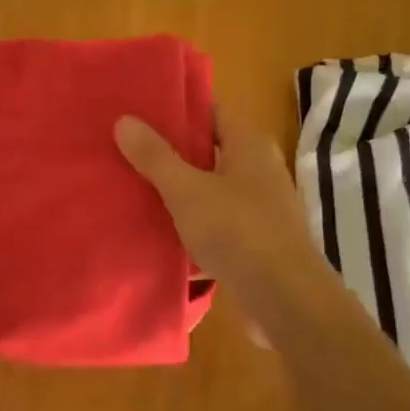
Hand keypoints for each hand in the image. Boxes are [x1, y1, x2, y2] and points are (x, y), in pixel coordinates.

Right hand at [114, 106, 332, 310]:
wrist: (286, 301)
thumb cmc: (238, 232)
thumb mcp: (187, 191)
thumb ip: (155, 157)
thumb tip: (124, 120)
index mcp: (249, 145)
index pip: (210, 112)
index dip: (176, 109)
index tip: (138, 111)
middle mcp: (259, 170)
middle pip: (207, 150)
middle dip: (169, 152)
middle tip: (125, 149)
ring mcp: (259, 207)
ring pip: (208, 189)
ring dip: (176, 190)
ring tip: (131, 187)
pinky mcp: (254, 241)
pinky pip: (214, 222)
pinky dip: (189, 223)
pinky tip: (156, 231)